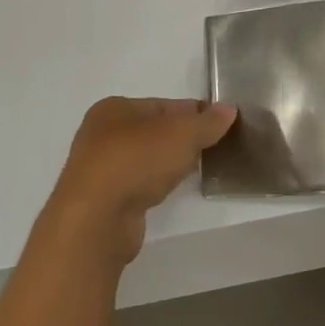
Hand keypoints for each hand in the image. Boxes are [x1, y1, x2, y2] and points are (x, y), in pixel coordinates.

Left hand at [52, 97, 236, 264]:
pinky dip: (155, 184)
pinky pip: (138, 183)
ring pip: (146, 158)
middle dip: (183, 139)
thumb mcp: (183, 134)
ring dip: (169, 163)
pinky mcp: (102, 199)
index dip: (194, 113)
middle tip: (212, 148)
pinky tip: (170, 190)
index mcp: (115, 108)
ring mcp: (99, 168)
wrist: (96, 220)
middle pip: (155, 131)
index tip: (219, 126)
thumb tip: (228, 109)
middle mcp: (101, 134)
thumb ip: (208, 121)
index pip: (165, 105)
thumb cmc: (137, 161)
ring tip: (195, 171)